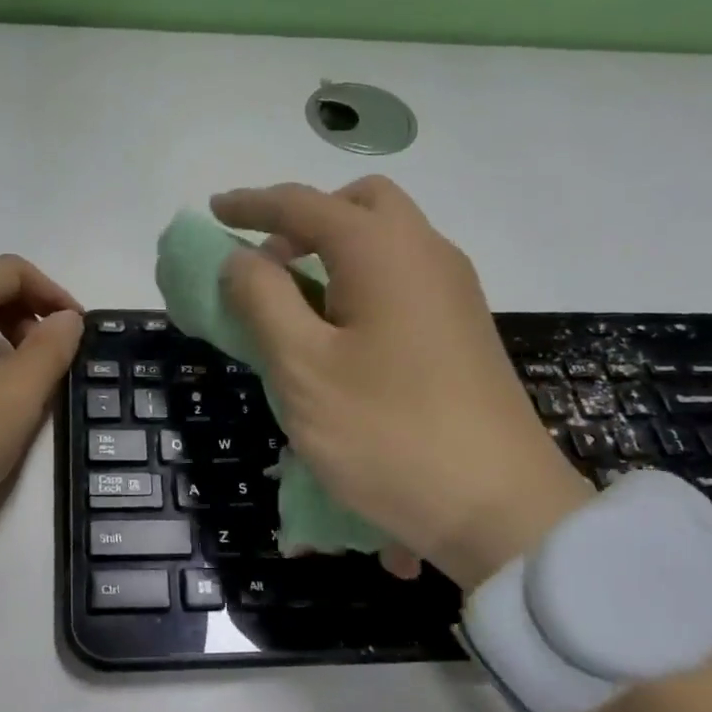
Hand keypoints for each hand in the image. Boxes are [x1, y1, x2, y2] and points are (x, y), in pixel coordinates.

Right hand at [213, 177, 591, 586]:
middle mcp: (426, 254)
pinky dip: (361, 283)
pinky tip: (340, 339)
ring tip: (294, 307)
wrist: (497, 507)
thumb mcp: (302, 367)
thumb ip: (263, 300)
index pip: (304, 205)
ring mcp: (454, 293)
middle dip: (305, 220)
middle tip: (267, 265)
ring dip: (334, 254)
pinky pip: (403, 280)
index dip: (252, 204)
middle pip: (360, 206)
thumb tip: (242, 256)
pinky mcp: (464, 330)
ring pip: (387, 242)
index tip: (213, 210)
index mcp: (383, 251)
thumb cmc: (386, 433)